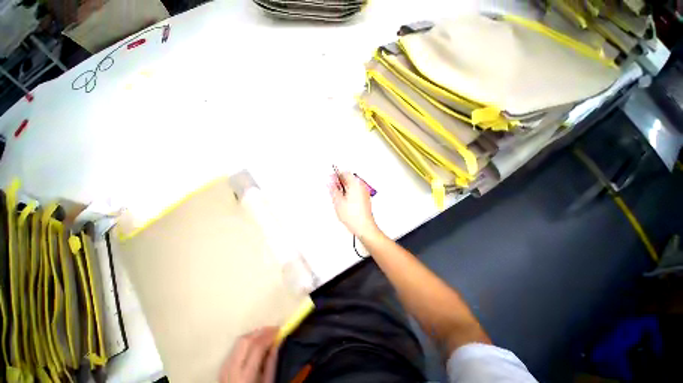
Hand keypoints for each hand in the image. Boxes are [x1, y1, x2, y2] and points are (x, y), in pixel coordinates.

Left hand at [220, 327, 279, 382]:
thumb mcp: (267, 382)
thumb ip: (271, 363)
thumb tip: (277, 342)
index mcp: (245, 376)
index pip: (257, 347)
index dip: (269, 335)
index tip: (280, 330)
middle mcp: (232, 369)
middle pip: (246, 340)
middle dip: (262, 331)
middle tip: (274, 329)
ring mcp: (225, 366)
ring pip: (240, 340)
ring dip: (255, 334)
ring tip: (266, 334)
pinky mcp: (224, 365)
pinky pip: (236, 346)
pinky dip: (248, 340)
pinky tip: (256, 341)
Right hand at [329, 172, 380, 238]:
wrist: (364, 226)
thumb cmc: (353, 216)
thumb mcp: (338, 201)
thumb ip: (333, 189)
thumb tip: (330, 183)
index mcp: (355, 184)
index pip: (344, 173)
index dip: (335, 175)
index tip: (330, 180)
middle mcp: (361, 186)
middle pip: (349, 179)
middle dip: (340, 183)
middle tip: (333, 189)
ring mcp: (364, 192)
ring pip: (352, 186)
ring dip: (344, 189)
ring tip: (338, 198)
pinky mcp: (365, 198)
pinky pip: (355, 191)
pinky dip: (349, 193)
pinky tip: (344, 202)